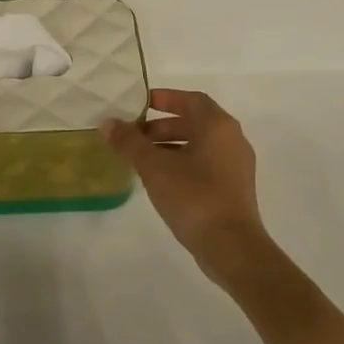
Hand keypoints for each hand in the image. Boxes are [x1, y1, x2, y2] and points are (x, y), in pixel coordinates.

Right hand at [104, 89, 270, 281]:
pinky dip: (182, 162)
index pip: (190, 99)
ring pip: (199, 145)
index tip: (139, 105)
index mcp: (217, 125)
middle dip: (161, 127)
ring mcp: (236, 164)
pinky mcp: (234, 187)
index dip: (164, 98)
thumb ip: (129, 143)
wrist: (231, 245)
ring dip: (170, 146)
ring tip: (141, 160)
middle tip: (133, 137)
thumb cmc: (193, 196)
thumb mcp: (154, 167)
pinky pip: (205, 163)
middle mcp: (232, 139)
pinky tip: (160, 180)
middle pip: (194, 122)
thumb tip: (107, 123)